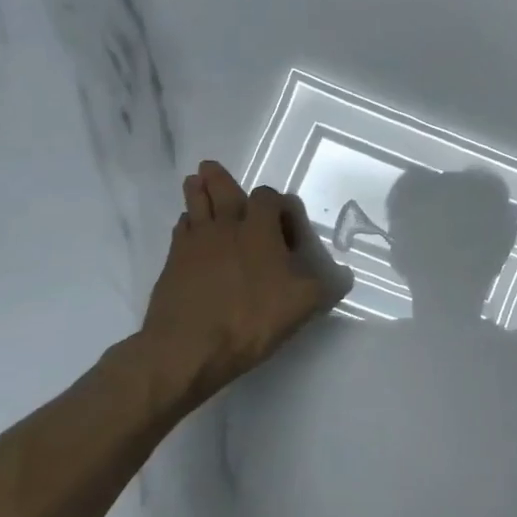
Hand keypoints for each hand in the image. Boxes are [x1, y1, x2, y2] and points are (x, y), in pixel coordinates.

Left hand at [132, 161, 351, 414]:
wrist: (188, 348)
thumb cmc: (252, 318)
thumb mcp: (304, 304)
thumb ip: (327, 285)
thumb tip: (344, 276)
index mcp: (260, 229)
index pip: (268, 197)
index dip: (279, 204)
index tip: (287, 224)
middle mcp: (226, 226)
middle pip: (221, 190)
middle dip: (220, 179)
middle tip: (211, 168)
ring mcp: (195, 243)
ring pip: (195, 205)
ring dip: (197, 192)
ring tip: (194, 182)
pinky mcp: (172, 263)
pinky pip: (180, 231)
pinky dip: (186, 224)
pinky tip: (189, 230)